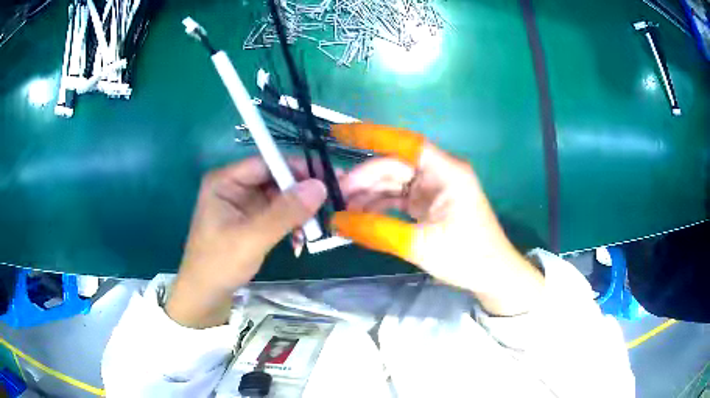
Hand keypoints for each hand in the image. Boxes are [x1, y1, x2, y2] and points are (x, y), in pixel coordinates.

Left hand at [166, 157, 326, 327]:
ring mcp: (243, 204)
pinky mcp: (251, 220)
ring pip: (280, 196)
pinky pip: (278, 213)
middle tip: (334, 197)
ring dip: (299, 209)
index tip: (327, 176)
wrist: (205, 295)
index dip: (296, 167)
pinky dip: (292, 222)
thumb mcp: (252, 238)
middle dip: (302, 190)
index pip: (266, 163)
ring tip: (322, 221)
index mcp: (225, 181)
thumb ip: (285, 212)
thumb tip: (320, 186)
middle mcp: (235, 187)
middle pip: (275, 178)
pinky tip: (302, 236)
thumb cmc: (219, 264)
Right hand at [331, 124, 543, 315]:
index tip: (338, 133)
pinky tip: (359, 216)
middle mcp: (439, 173)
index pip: (405, 143)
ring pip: (393, 182)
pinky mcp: (428, 202)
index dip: (371, 135)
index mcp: (446, 172)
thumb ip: (377, 231)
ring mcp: (433, 188)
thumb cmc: (467, 257)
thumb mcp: (420, 245)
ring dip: (368, 194)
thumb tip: (337, 221)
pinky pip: (398, 197)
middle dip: (362, 179)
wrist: (491, 275)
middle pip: (394, 165)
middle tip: (333, 196)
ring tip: (341, 209)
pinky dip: (378, 205)